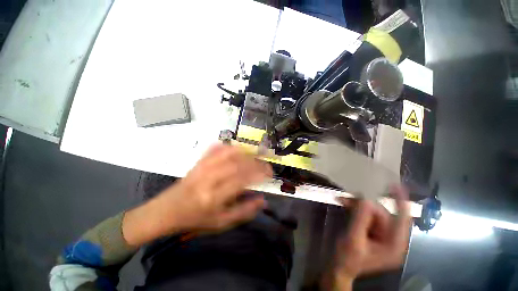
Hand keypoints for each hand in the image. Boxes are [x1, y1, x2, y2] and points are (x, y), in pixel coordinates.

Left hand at [122, 144, 272, 245]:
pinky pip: (215, 149)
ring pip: (227, 153)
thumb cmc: (195, 220)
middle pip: (237, 163)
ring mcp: (202, 168)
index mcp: (214, 197)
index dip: (258, 174)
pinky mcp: (198, 162)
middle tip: (265, 163)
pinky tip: (237, 147)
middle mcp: (209, 179)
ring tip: (256, 153)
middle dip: (255, 161)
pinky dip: (228, 146)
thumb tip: (263, 200)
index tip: (269, 173)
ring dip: (245, 151)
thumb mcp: (221, 223)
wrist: (166, 211)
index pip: (242, 180)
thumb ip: (244, 212)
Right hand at [330, 186, 411, 289]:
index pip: (402, 220)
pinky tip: (345, 204)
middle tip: (349, 197)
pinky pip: (367, 215)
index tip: (395, 185)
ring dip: (358, 205)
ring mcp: (383, 235)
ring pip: (374, 213)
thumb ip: (361, 219)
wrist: (340, 267)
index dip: (400, 202)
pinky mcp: (374, 232)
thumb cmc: (347, 257)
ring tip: (343, 200)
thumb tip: (367, 200)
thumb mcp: (353, 239)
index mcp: (393, 246)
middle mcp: (392, 239)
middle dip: (366, 204)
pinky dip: (356, 209)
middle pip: (383, 214)